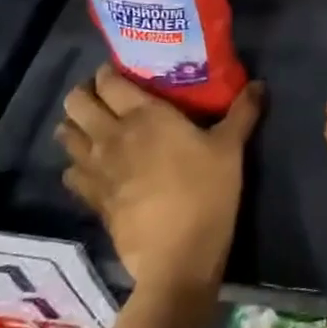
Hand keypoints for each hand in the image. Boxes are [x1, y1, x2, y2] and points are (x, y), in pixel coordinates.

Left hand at [59, 66, 262, 289]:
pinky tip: (93, 168)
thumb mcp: (231, 147)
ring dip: (75, 127)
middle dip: (84, 94)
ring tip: (95, 128)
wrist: (178, 255)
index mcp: (144, 115)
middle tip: (105, 97)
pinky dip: (76, 164)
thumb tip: (260, 84)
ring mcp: (97, 168)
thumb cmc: (206, 191)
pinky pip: (69, 172)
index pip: (109, 80)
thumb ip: (243, 111)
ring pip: (65, 136)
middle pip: (76, 103)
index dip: (108, 72)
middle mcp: (112, 135)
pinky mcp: (91, 198)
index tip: (121, 72)